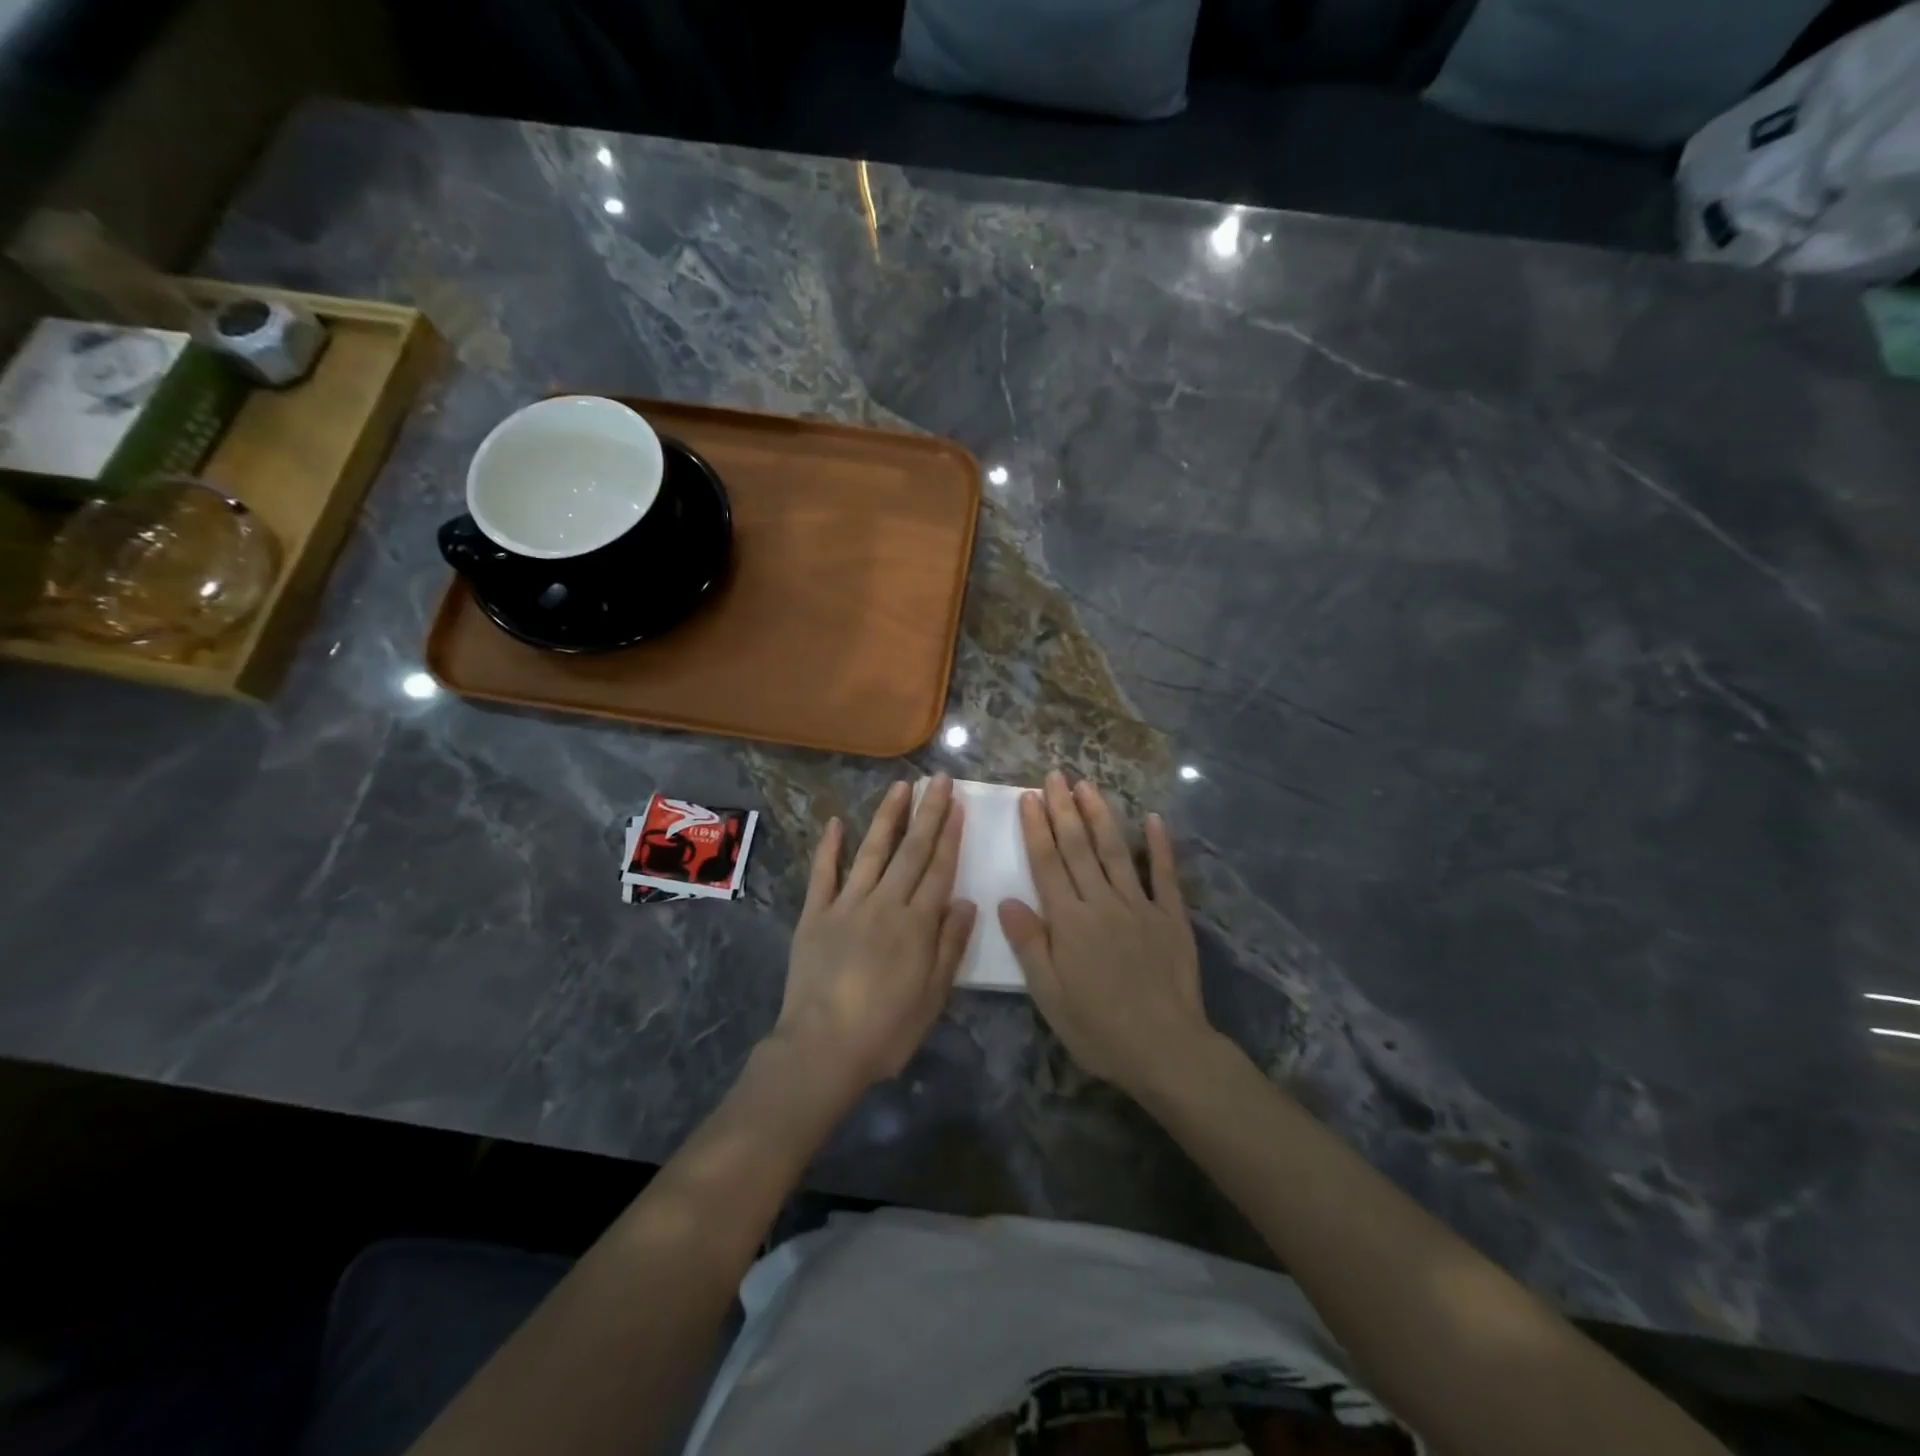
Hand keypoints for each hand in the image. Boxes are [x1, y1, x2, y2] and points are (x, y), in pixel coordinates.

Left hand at [773, 775, 976, 1096]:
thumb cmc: (886, 1030)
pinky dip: (829, 848)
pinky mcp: (815, 914)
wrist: (823, 1048)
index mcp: (917, 924)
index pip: (939, 869)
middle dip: (928, 813)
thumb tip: (966, 902)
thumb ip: (950, 946)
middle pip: (911, 851)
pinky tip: (836, 822)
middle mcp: (885, 904)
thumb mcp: (933, 996)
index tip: (958, 805)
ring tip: (901, 787)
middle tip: (938, 780)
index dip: (951, 835)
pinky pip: (823, 874)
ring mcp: (847, 905)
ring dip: (888, 817)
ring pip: (872, 851)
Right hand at [999, 772, 1212, 1097]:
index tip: (1029, 797)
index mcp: (1070, 922)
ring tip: (1088, 785)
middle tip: (1055, 776)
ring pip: (1115, 852)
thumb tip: (1006, 900)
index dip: (1037, 829)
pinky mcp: (1171, 917)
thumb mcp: (1050, 996)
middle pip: (1079, 848)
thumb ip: (1030, 945)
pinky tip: (1154, 819)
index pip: (1048, 864)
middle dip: (1064, 809)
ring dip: (1100, 816)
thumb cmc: (1099, 1028)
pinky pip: (1165, 875)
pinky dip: (1160, 846)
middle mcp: (1103, 903)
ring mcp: (1140, 906)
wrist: (1166, 1049)